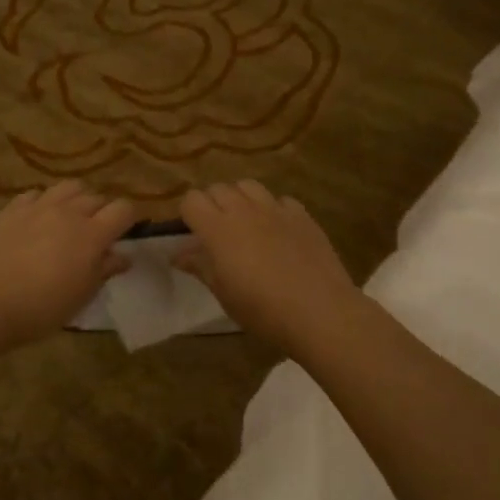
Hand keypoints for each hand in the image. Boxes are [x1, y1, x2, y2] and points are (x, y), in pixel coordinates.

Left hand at [0, 181, 140, 355]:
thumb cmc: (40, 308)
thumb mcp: (81, 296)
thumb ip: (103, 270)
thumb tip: (122, 256)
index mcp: (92, 234)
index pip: (124, 209)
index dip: (130, 218)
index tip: (128, 231)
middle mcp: (68, 212)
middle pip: (96, 196)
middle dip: (102, 210)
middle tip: (97, 232)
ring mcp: (37, 207)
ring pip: (68, 187)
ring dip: (76, 199)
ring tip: (70, 218)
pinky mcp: (11, 209)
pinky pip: (35, 194)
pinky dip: (44, 203)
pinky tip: (38, 220)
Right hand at [176, 181, 361, 356]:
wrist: (320, 312)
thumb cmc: (263, 310)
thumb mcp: (224, 294)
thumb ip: (200, 267)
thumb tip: (178, 254)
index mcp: (219, 229)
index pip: (192, 199)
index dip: (188, 213)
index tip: (192, 234)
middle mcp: (245, 210)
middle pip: (219, 188)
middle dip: (212, 204)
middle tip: (216, 232)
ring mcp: (276, 209)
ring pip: (248, 186)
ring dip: (240, 199)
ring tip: (245, 224)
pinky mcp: (302, 215)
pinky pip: (280, 200)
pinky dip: (272, 209)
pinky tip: (278, 231)